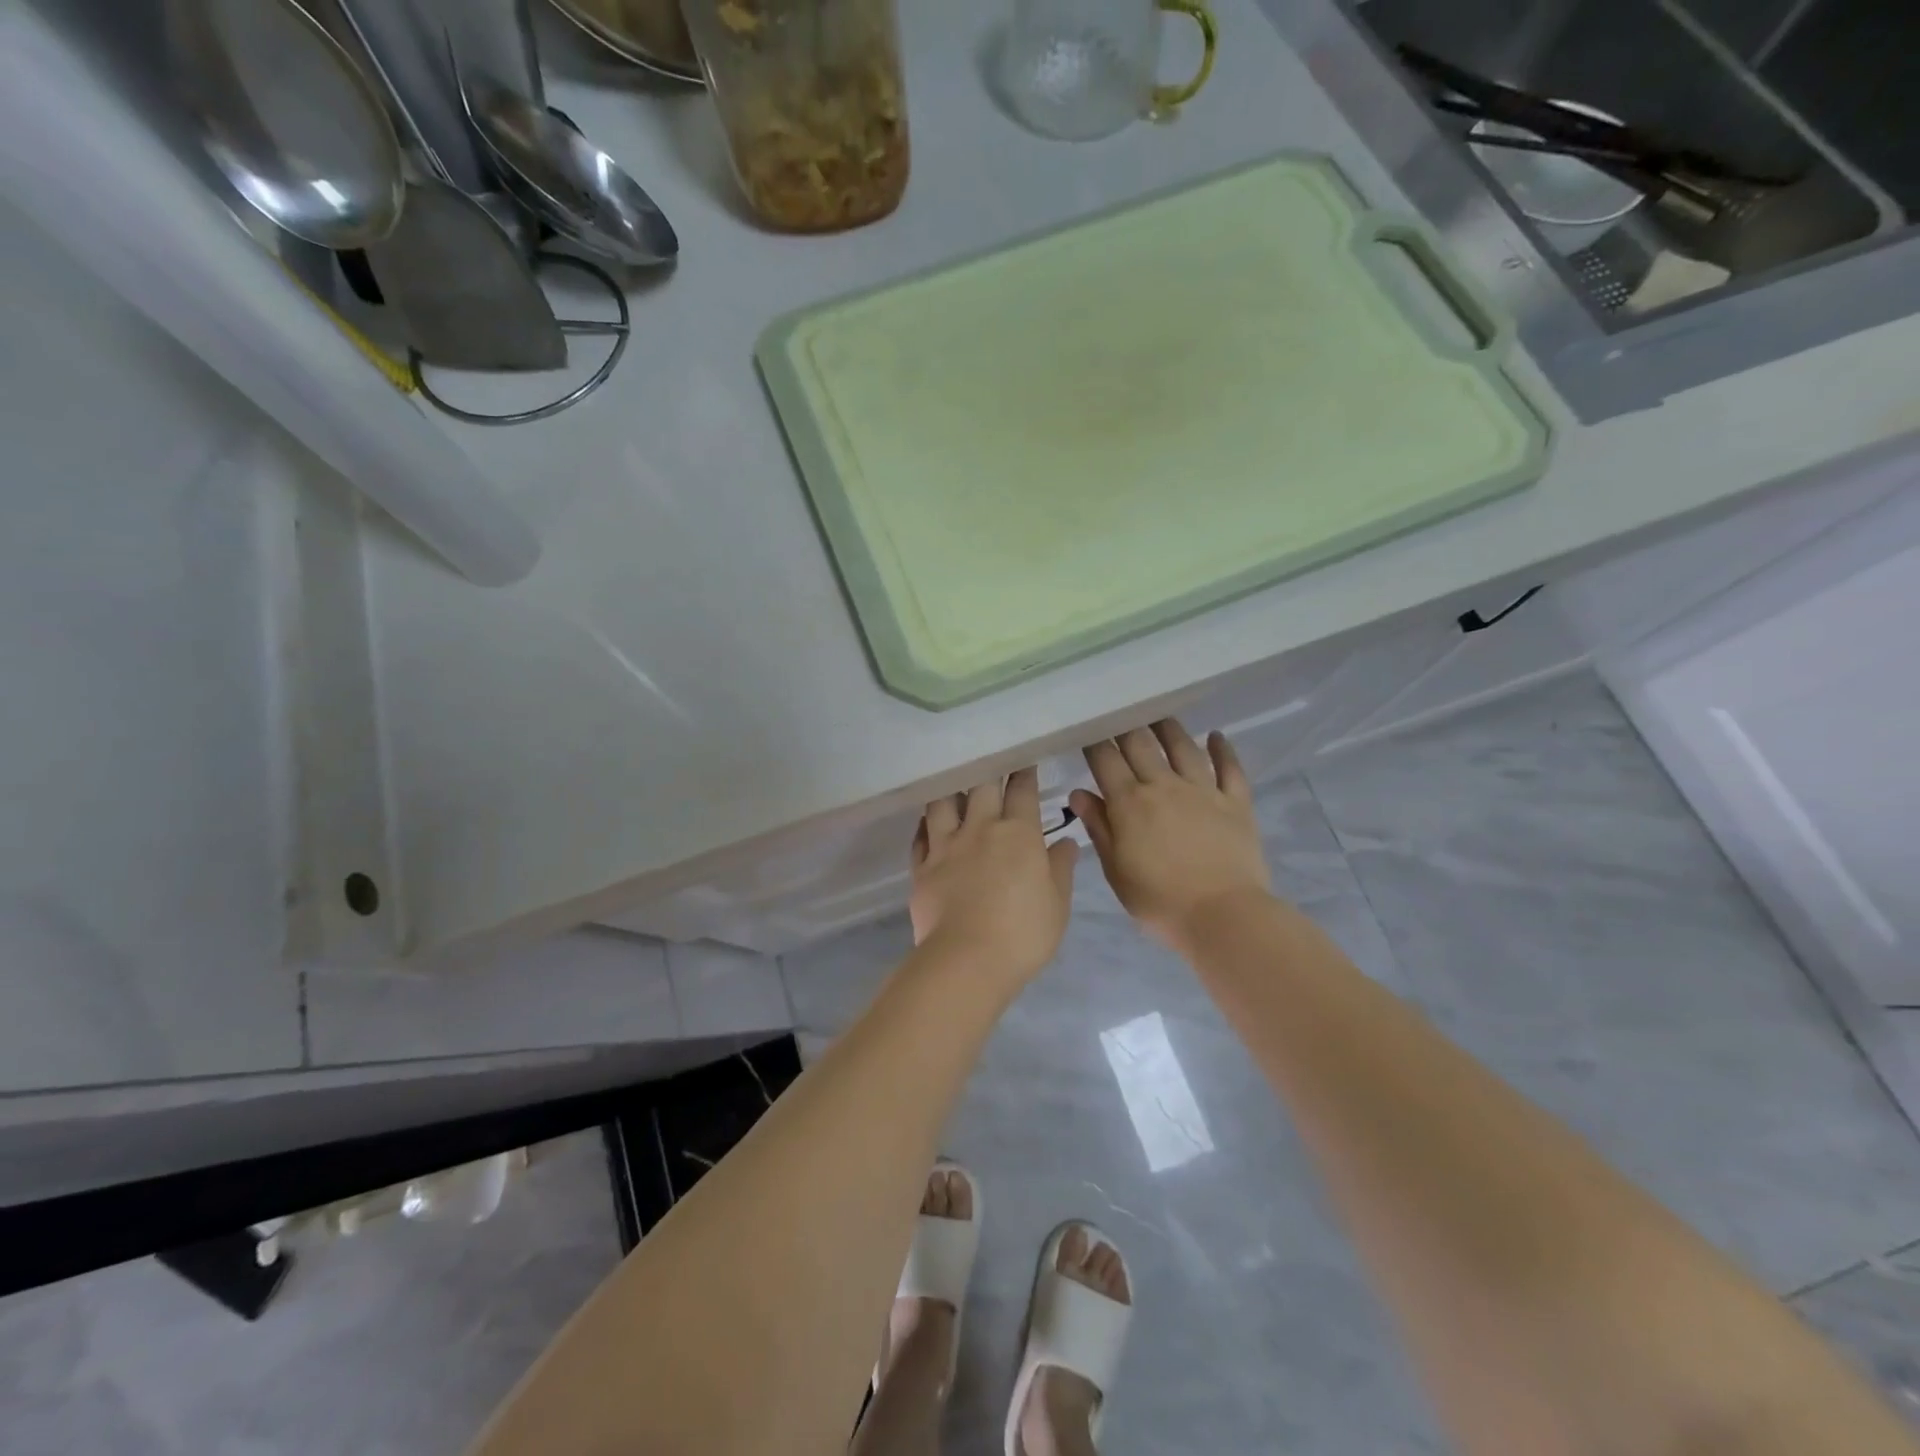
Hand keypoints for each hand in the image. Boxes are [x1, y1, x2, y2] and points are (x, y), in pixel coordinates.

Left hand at [910, 767, 1078, 985]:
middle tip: (989, 761)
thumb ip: (1060, 868)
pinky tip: (928, 822)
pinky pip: (920, 836)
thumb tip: (1065, 842)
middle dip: (988, 770)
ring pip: (943, 803)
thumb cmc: (1023, 933)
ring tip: (953, 786)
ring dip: (950, 791)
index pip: (1022, 792)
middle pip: (981, 787)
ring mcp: (946, 846)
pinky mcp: (922, 867)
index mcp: (1018, 833)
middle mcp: (980, 829)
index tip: (1024, 761)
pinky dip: (925, 825)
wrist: (966, 959)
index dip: (1024, 774)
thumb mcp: (1057, 903)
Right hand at [1070, 720, 1271, 948]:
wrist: (1223, 916)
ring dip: (1169, 728)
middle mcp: (1164, 786)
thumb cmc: (1160, 901)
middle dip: (1126, 727)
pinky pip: (1230, 768)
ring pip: (1183, 747)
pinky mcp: (1236, 802)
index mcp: (1130, 803)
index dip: (1095, 743)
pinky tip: (1217, 736)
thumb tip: (1079, 793)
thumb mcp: (1116, 871)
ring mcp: (1203, 791)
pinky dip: (1224, 749)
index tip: (1088, 730)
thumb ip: (1099, 828)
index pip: (1106, 761)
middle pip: (1141, 745)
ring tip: (1159, 716)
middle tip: (1119, 715)